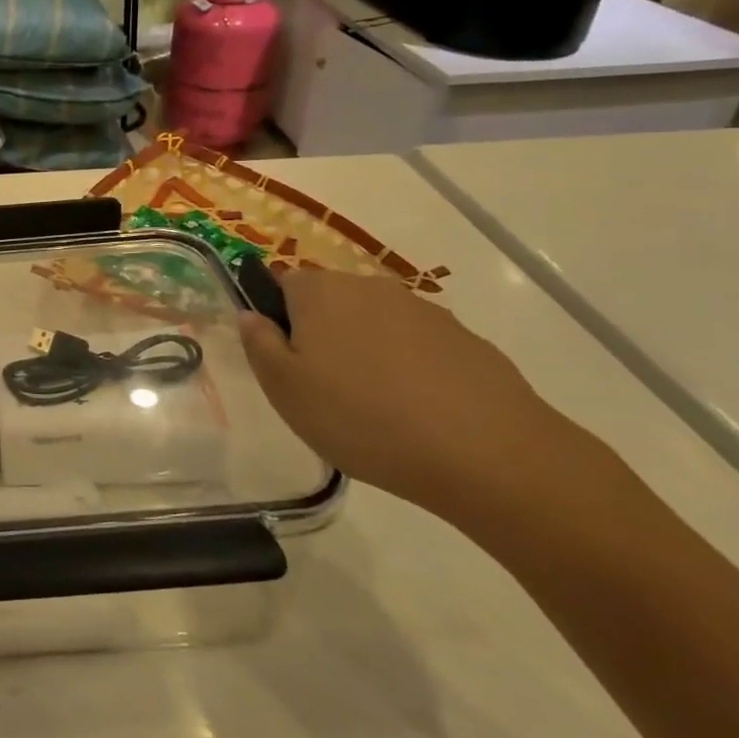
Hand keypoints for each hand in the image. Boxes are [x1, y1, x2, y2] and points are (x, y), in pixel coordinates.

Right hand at [237, 269, 598, 523]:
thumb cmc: (361, 417)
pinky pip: (420, 348)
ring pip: (376, 325)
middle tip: (324, 389)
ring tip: (374, 408)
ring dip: (367, 352)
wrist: (488, 454)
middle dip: (323, 335)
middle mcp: (370, 287)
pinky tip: (418, 413)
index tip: (285, 361)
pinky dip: (411, 370)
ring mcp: (424, 311)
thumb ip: (258, 343)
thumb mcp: (284, 389)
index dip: (277, 318)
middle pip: (331, 302)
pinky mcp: (467, 341)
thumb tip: (251, 315)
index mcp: (319, 292)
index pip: (282, 283)